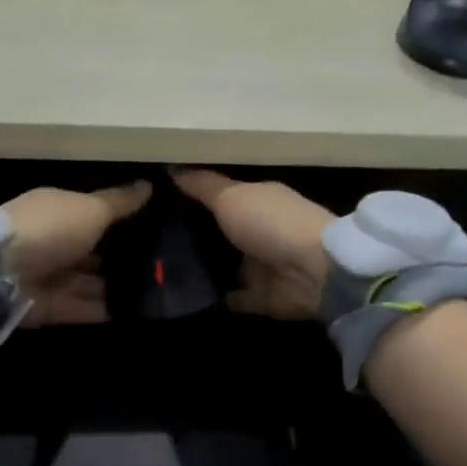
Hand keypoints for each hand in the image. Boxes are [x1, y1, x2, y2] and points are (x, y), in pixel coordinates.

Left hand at [3, 181, 153, 325]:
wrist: (0, 273)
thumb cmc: (50, 229)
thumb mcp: (91, 209)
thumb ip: (119, 203)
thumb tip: (148, 185)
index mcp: (55, 211)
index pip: (89, 215)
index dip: (116, 222)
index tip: (149, 229)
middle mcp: (49, 242)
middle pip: (87, 252)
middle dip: (115, 259)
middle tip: (157, 266)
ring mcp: (45, 277)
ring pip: (84, 283)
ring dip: (111, 288)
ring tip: (150, 292)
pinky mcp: (45, 307)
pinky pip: (79, 308)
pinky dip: (101, 311)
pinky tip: (131, 313)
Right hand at [172, 170, 335, 319]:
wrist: (313, 272)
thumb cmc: (271, 223)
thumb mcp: (230, 197)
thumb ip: (202, 186)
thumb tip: (172, 168)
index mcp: (259, 201)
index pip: (222, 198)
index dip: (194, 200)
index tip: (159, 203)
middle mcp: (261, 231)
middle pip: (222, 233)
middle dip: (194, 237)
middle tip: (153, 240)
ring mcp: (263, 266)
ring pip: (227, 266)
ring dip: (204, 269)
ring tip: (162, 270)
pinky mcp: (263, 297)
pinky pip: (235, 297)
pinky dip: (218, 297)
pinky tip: (188, 296)